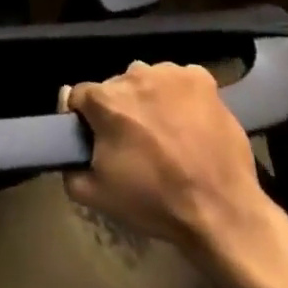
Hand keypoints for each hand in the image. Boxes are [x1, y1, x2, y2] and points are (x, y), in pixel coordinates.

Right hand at [64, 61, 278, 277]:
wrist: (222, 213)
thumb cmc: (155, 202)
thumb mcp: (96, 195)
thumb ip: (68, 167)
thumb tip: (66, 145)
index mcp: (104, 100)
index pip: (80, 96)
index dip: (86, 118)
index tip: (98, 138)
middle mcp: (133, 76)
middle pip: (115, 87)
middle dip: (120, 109)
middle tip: (135, 141)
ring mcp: (170, 74)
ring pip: (147, 80)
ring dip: (149, 99)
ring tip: (166, 132)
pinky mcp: (201, 79)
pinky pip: (179, 79)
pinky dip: (180, 95)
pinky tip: (188, 120)